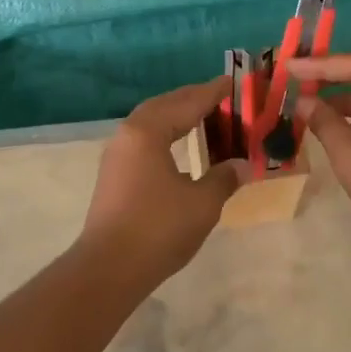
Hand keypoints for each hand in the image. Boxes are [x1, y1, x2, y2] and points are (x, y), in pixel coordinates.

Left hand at [78, 77, 245, 285]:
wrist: (109, 268)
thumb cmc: (159, 229)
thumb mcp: (203, 203)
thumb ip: (223, 178)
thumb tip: (240, 165)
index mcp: (148, 132)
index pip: (187, 102)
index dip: (213, 93)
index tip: (233, 82)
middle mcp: (128, 134)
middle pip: (165, 106)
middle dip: (193, 99)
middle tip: (222, 97)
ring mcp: (117, 155)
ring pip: (151, 122)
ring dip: (177, 116)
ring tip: (204, 116)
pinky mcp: (114, 175)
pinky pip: (144, 140)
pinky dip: (166, 134)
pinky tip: (179, 146)